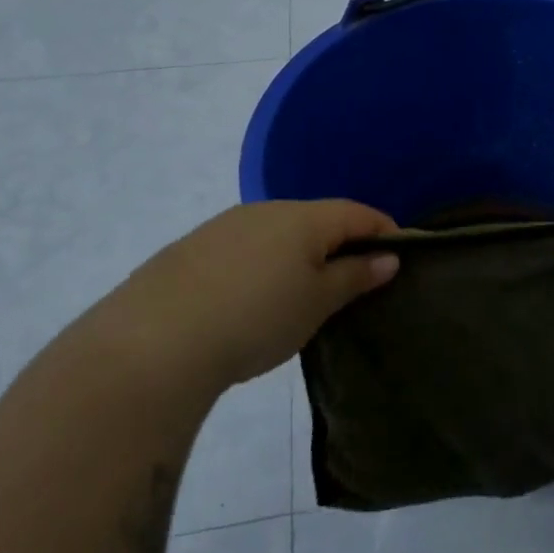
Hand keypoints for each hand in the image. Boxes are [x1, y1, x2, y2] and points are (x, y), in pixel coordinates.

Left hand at [91, 199, 399, 390]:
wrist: (153, 342)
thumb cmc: (256, 318)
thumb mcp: (317, 303)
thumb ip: (355, 276)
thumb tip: (388, 257)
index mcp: (303, 217)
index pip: (357, 212)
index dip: (384, 230)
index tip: (400, 256)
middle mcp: (264, 210)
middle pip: (317, 219)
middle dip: (341, 243)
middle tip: (353, 282)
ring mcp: (223, 227)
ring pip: (278, 232)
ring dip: (300, 254)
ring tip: (303, 295)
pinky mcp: (191, 249)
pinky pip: (245, 248)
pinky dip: (263, 265)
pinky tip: (252, 299)